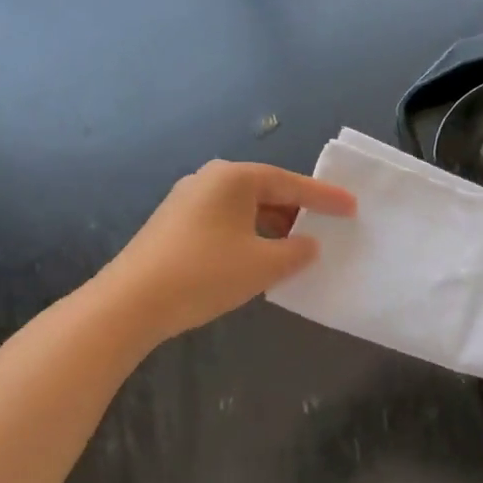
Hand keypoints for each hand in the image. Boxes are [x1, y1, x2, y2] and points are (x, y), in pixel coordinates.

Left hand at [100, 160, 354, 343]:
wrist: (130, 303)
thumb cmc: (204, 274)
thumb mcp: (262, 265)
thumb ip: (296, 251)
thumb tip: (308, 243)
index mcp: (233, 178)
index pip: (290, 183)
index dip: (324, 198)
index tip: (352, 207)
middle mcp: (209, 180)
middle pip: (265, 191)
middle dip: (297, 211)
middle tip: (325, 228)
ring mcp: (186, 201)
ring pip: (244, 209)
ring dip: (272, 227)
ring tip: (296, 248)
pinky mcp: (173, 225)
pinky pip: (224, 223)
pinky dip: (249, 236)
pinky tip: (258, 259)